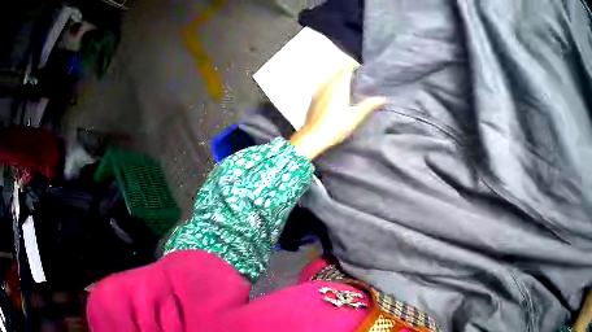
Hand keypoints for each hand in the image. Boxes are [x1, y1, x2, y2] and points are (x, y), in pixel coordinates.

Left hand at [290, 64, 385, 159]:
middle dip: (348, 73)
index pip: (346, 68)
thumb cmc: (336, 126)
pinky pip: (324, 86)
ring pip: (330, 79)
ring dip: (339, 80)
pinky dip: (332, 87)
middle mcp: (326, 84)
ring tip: (349, 88)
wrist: (313, 138)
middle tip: (359, 80)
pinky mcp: (313, 99)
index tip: (363, 70)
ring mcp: (318, 90)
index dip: (354, 66)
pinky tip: (336, 97)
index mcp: (338, 85)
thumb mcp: (356, 116)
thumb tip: (384, 99)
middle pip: (338, 72)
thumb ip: (369, 105)